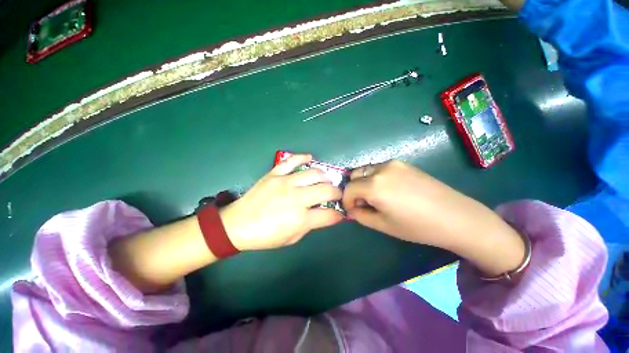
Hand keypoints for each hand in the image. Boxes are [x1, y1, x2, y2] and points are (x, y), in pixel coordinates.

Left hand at [220, 154, 342, 250]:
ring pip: (314, 173)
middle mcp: (296, 198)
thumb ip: (310, 225)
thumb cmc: (265, 235)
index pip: (329, 214)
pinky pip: (292, 161)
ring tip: (326, 180)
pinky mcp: (274, 174)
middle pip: (326, 190)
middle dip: (337, 193)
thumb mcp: (291, 238)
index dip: (338, 215)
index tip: (340, 213)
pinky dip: (303, 157)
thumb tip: (325, 215)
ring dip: (325, 177)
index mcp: (300, 218)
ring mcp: (285, 182)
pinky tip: (310, 158)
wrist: (237, 225)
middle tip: (336, 195)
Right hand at [343, 160, 525, 276]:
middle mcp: (381, 169)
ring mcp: (393, 163)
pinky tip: (389, 190)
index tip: (353, 210)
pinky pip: (379, 168)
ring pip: (366, 170)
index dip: (346, 201)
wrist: (455, 216)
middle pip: (355, 175)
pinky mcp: (403, 163)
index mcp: (374, 185)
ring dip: (364, 182)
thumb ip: (360, 216)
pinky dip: (375, 177)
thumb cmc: (417, 226)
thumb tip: (351, 209)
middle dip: (354, 190)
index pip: (348, 189)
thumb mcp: (383, 225)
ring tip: (376, 197)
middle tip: (364, 203)